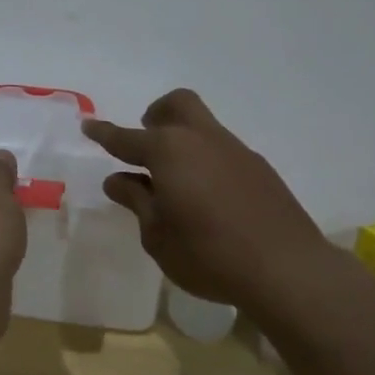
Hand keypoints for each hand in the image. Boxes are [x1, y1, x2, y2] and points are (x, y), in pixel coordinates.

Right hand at [83, 89, 332, 308]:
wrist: (286, 268)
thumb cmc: (208, 255)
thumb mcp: (158, 235)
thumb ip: (137, 201)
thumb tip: (118, 180)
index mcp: (168, 152)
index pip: (126, 138)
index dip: (104, 133)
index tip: (88, 126)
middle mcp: (201, 139)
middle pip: (176, 105)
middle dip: (156, 114)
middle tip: (145, 140)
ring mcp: (235, 150)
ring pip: (202, 125)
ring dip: (182, 138)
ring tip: (175, 180)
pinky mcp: (259, 168)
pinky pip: (222, 149)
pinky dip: (205, 158)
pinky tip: (207, 195)